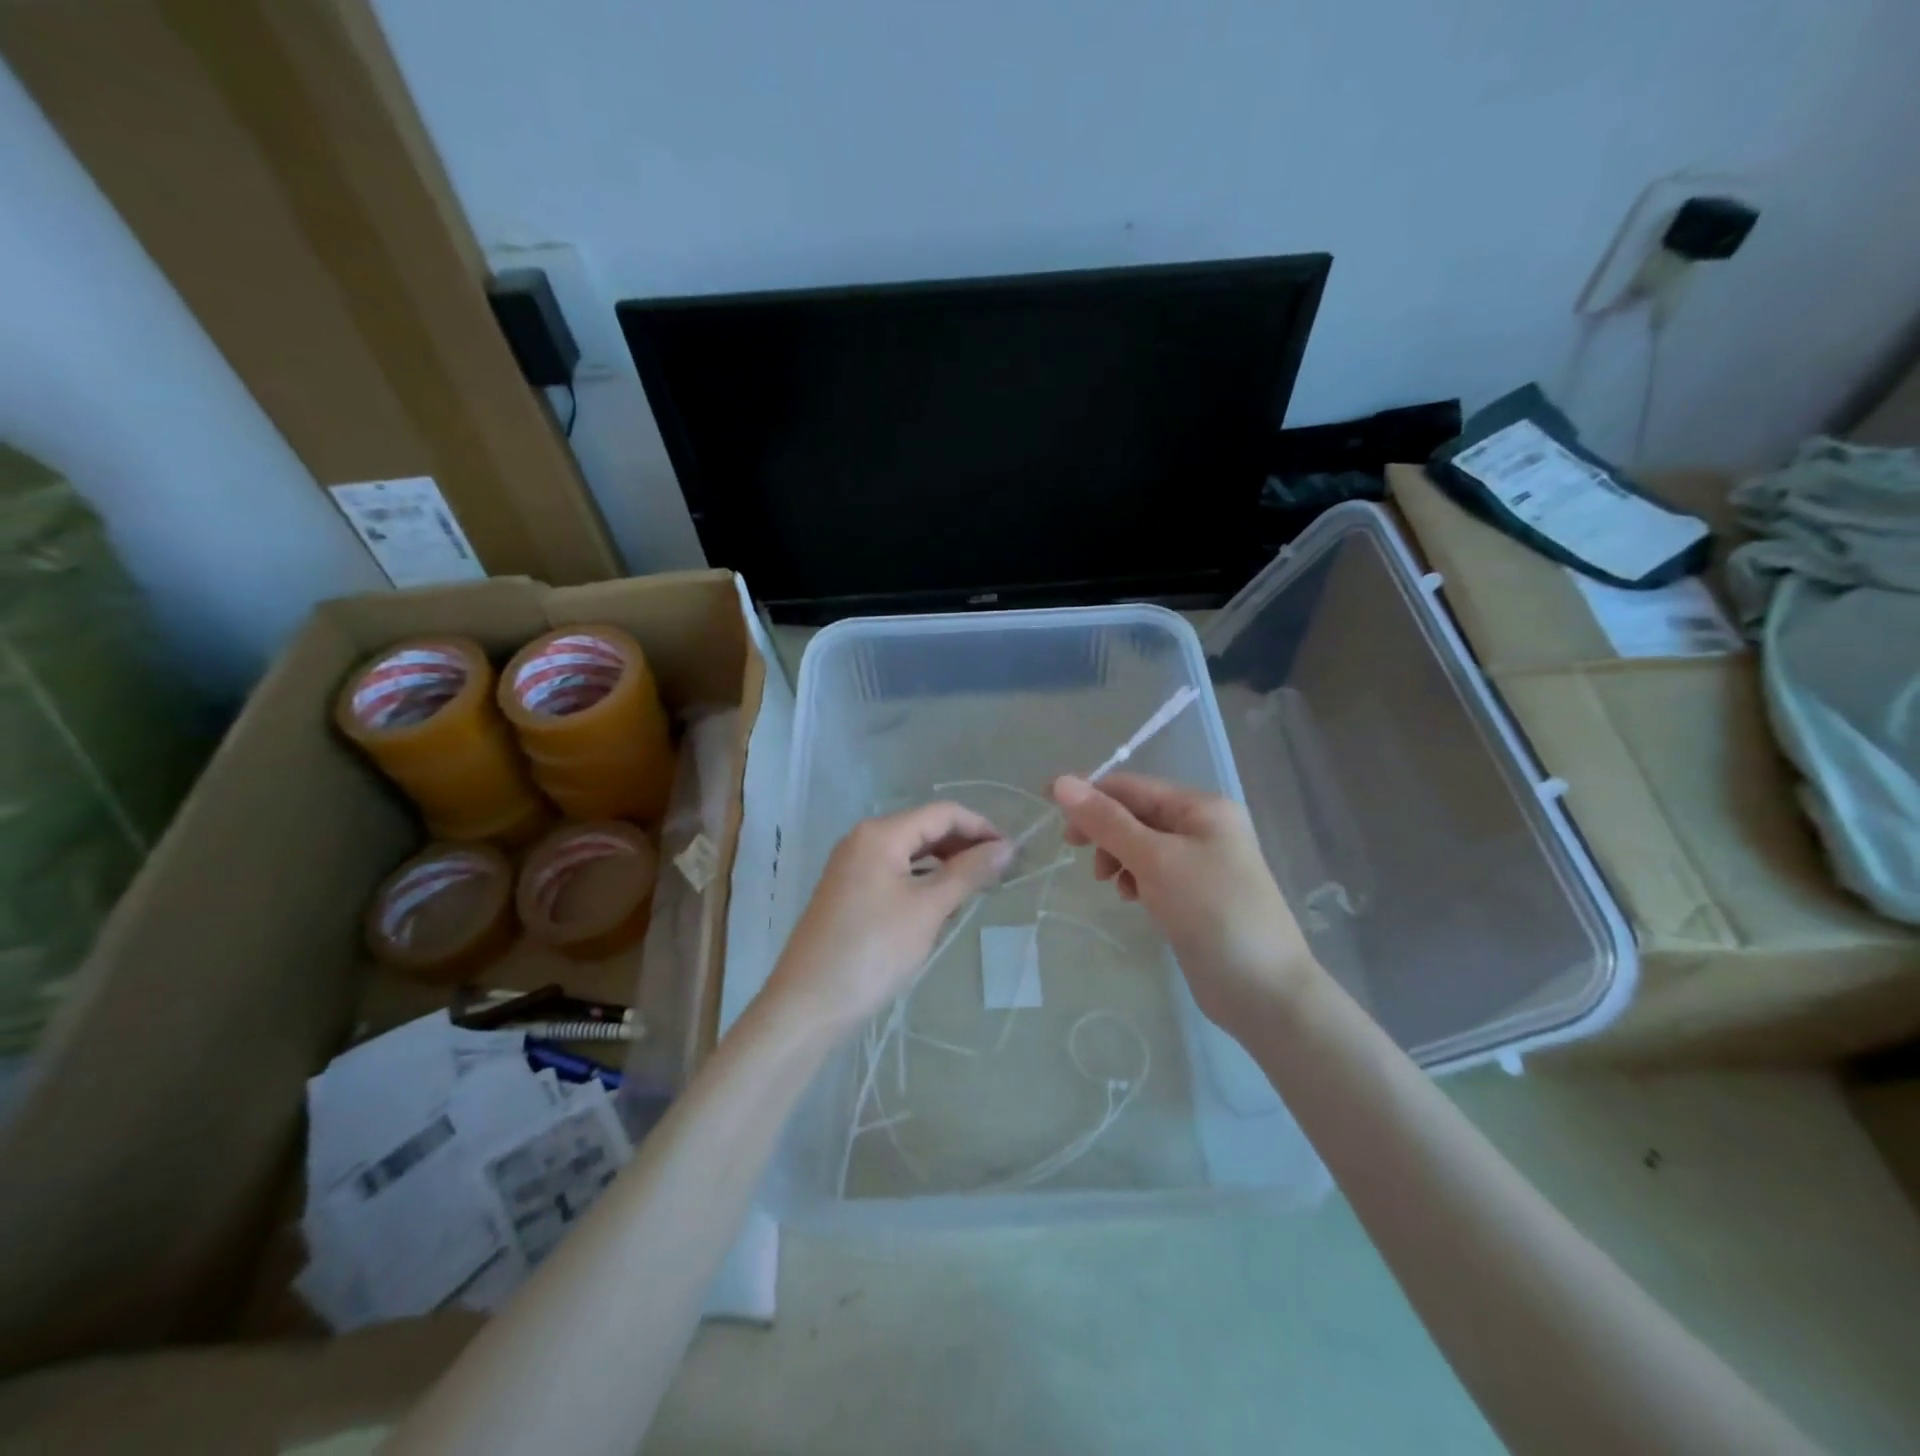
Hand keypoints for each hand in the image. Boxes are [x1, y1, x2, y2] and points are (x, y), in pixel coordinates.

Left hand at [765, 802, 1012, 1034]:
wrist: (808, 1005)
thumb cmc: (873, 950)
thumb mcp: (928, 909)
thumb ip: (968, 873)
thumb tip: (1007, 847)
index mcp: (880, 834)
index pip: (942, 813)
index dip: (980, 827)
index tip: (1013, 854)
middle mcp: (862, 840)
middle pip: (924, 829)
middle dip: (963, 846)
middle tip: (1000, 874)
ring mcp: (852, 867)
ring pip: (910, 854)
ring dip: (944, 865)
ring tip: (976, 891)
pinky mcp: (848, 893)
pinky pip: (894, 874)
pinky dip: (922, 882)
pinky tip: (940, 907)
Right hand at [1053, 773, 1318, 1034]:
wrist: (1263, 990)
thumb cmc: (1211, 912)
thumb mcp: (1154, 860)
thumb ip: (1107, 821)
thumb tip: (1062, 782)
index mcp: (1201, 807)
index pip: (1132, 787)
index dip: (1088, 794)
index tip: (1048, 808)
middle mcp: (1203, 827)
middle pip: (1136, 814)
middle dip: (1104, 829)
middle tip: (1075, 850)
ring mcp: (1202, 862)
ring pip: (1141, 845)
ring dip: (1117, 856)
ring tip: (1110, 883)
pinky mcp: (1196, 894)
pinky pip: (1153, 872)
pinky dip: (1135, 879)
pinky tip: (1132, 898)